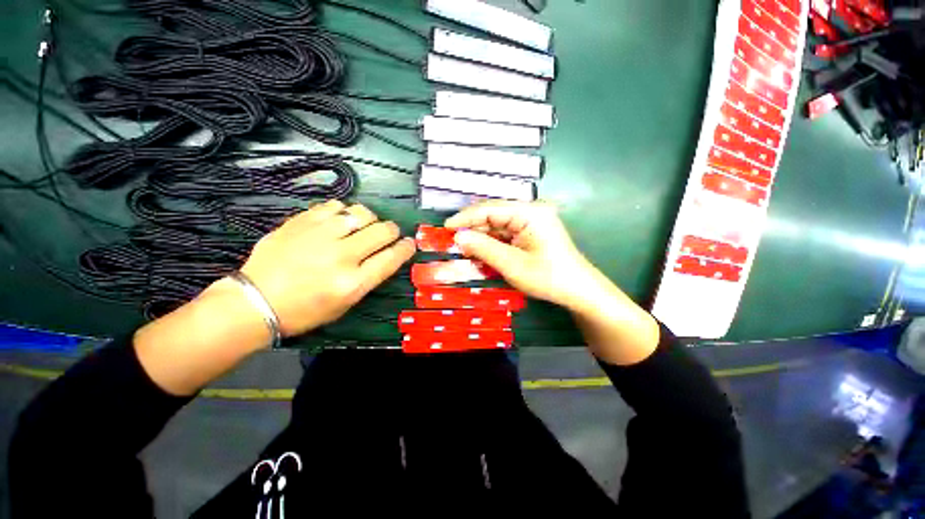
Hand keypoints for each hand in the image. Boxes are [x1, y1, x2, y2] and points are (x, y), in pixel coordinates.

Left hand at [240, 199, 415, 336]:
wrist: (256, 300)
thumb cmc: (305, 311)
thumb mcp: (346, 304)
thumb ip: (370, 278)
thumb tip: (388, 255)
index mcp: (353, 282)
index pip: (392, 257)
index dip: (407, 248)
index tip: (410, 243)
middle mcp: (341, 255)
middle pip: (383, 231)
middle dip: (392, 231)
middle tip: (388, 234)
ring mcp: (320, 235)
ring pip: (362, 213)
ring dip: (370, 219)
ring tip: (363, 226)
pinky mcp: (302, 221)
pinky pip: (335, 205)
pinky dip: (344, 211)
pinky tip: (339, 220)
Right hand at [445, 201, 607, 313]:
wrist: (578, 291)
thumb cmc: (548, 277)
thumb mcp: (512, 264)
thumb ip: (484, 247)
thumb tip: (458, 236)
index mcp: (530, 212)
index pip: (490, 208)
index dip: (466, 217)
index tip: (446, 227)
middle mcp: (531, 211)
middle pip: (493, 215)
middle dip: (473, 228)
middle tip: (453, 242)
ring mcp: (532, 221)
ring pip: (498, 225)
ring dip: (481, 237)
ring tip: (464, 249)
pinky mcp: (531, 232)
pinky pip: (506, 234)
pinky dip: (492, 243)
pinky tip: (481, 251)